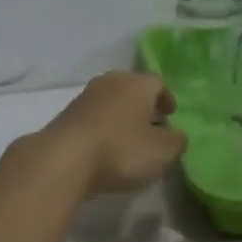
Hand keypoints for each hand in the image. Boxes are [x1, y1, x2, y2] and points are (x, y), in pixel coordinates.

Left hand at [36, 71, 187, 196]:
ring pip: (111, 103)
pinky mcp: (65, 116)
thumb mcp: (162, 152)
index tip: (171, 114)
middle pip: (132, 89)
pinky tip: (106, 148)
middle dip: (143, 106)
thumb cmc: (121, 150)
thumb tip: (178, 136)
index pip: (158, 83)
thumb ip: (177, 142)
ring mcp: (84, 97)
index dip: (167, 99)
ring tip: (129, 139)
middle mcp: (110, 82)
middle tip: (152, 124)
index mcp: (137, 83)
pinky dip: (103, 128)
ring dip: (121, 117)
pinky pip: (93, 118)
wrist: (63, 160)